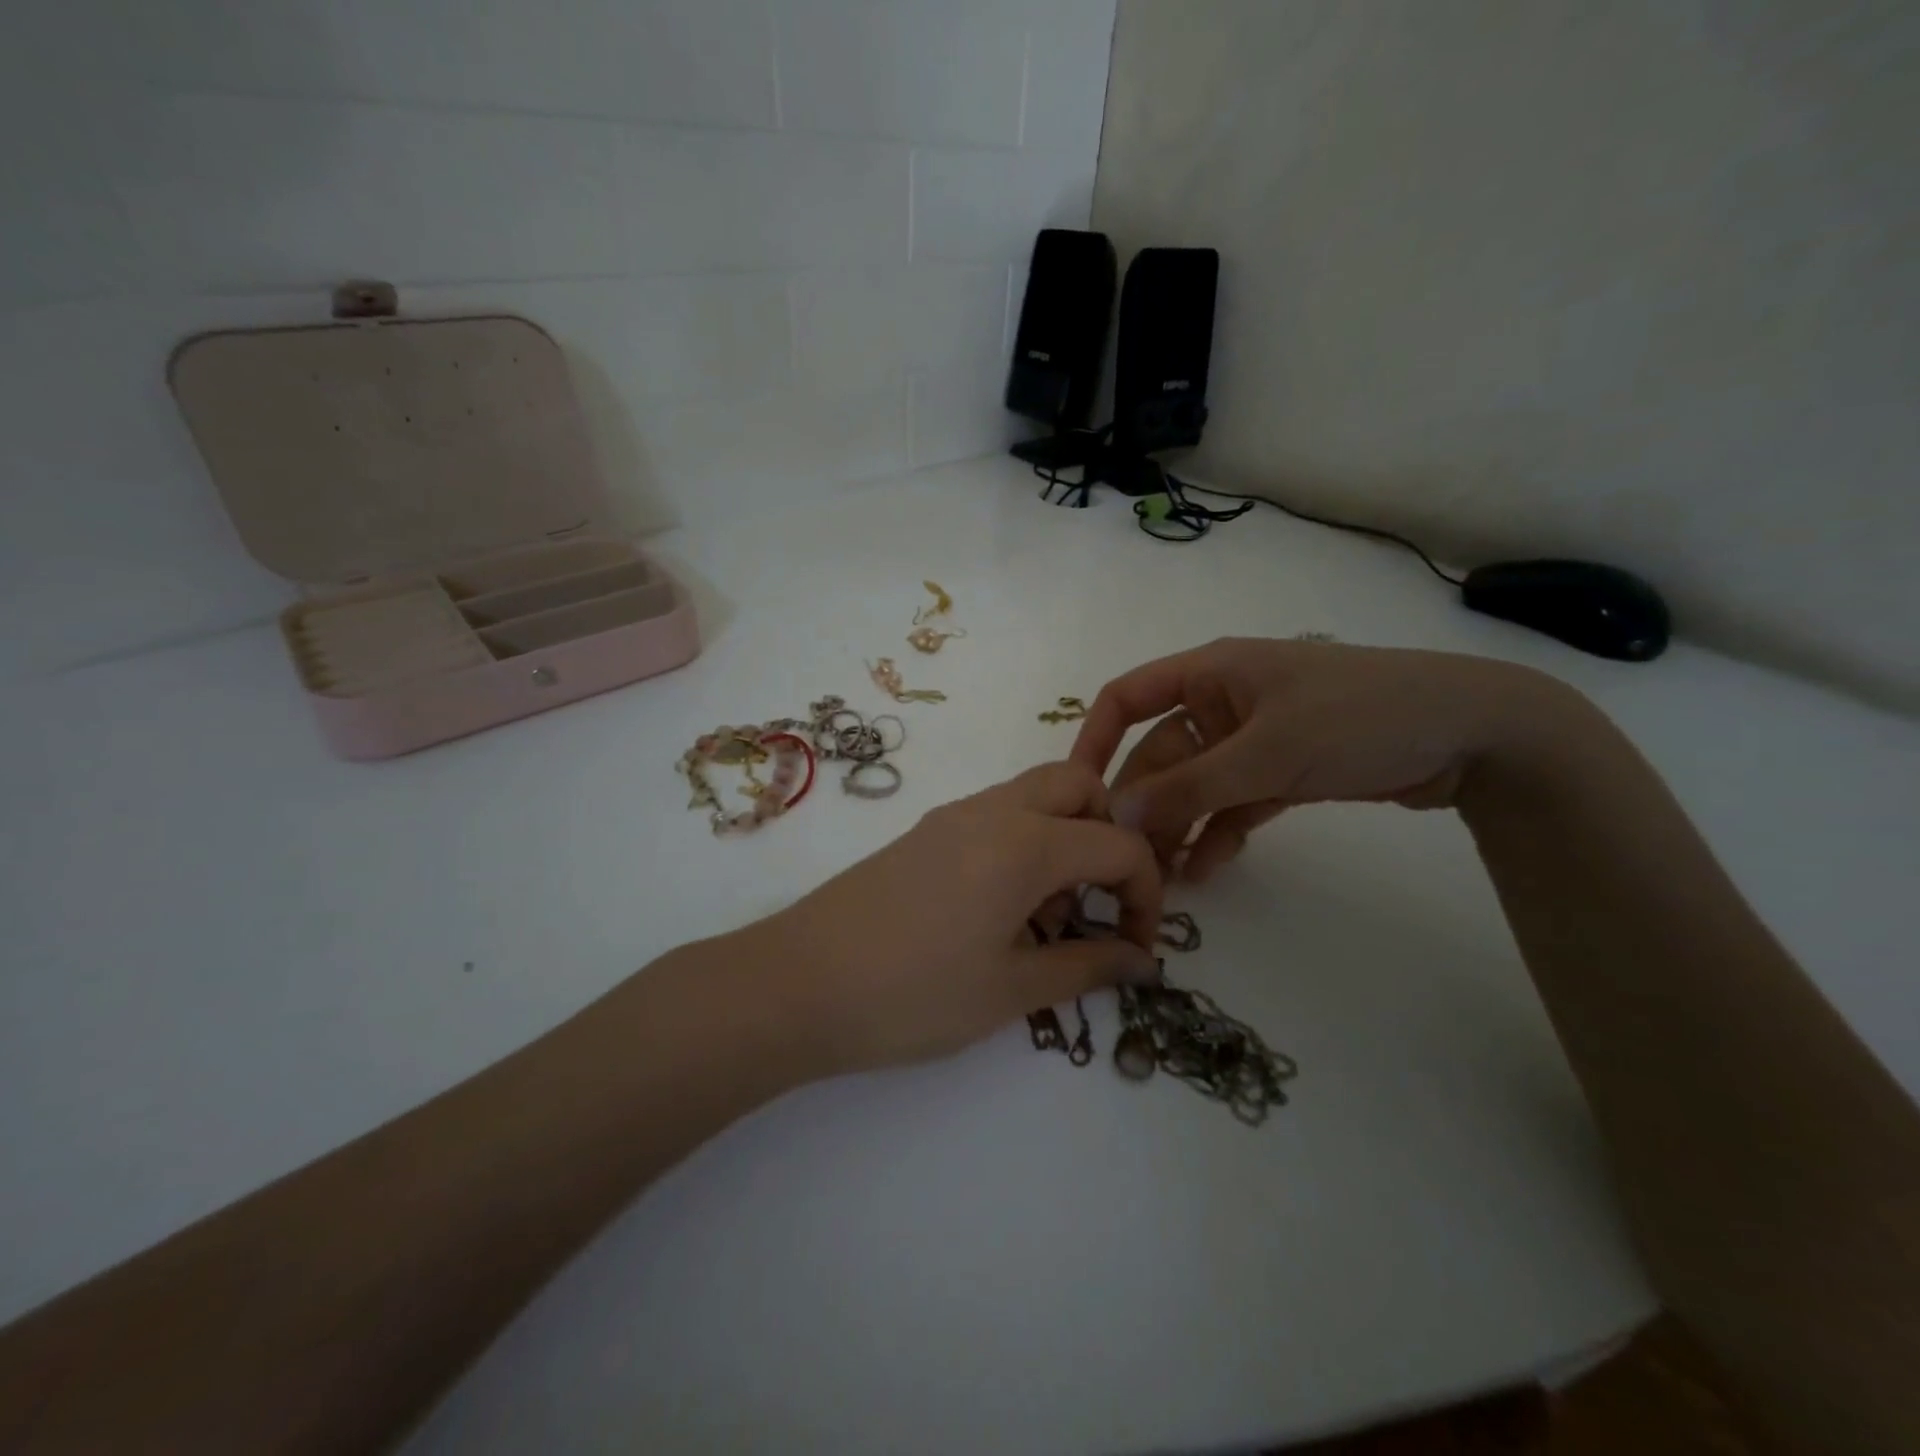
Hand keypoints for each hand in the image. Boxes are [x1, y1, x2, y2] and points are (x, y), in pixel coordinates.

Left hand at [743, 762, 1163, 1075]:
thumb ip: (1087, 966)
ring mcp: (953, 815)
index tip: (1137, 948)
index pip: (1119, 844)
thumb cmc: (913, 994)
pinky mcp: (925, 832)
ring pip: (1035, 795)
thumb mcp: (1011, 990)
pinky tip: (1000, 910)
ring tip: (1045, 917)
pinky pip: (997, 814)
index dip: (1147, 894)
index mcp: (1025, 843)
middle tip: (1096, 902)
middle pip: (1079, 786)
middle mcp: (993, 810)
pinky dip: (1024, 843)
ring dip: (1064, 838)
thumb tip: (1141, 960)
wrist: (797, 984)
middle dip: (1108, 835)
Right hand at [1070, 638, 1556, 880]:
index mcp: (1210, 673)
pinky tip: (1206, 870)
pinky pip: (1233, 803)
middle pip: (1160, 753)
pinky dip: (1218, 832)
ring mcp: (1253, 739)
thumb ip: (1188, 786)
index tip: (1078, 791)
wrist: (1473, 733)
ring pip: (1195, 784)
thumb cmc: (1357, 717)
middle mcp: (1222, 702)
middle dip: (1144, 803)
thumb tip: (1116, 815)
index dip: (1095, 738)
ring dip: (1178, 826)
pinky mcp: (1283, 771)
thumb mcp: (1266, 752)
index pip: (1128, 697)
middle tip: (1124, 860)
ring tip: (1161, 878)